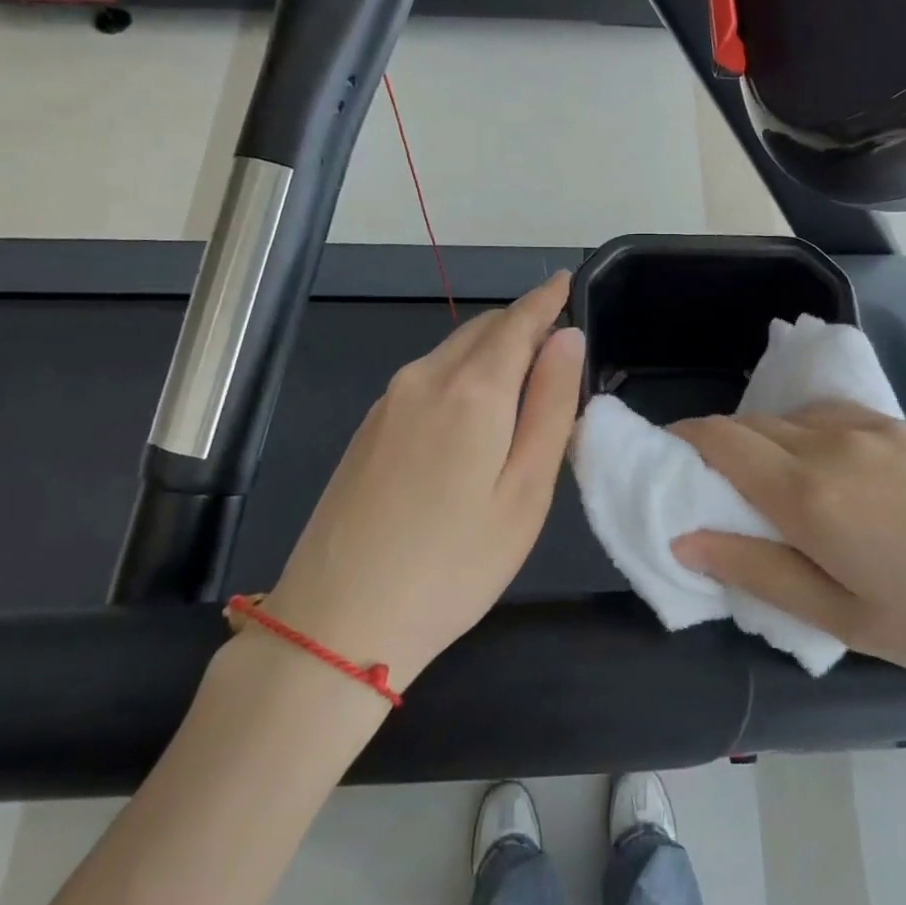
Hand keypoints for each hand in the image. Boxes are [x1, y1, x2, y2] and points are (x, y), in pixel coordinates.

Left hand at [263, 272, 583, 685]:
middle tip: (559, 356)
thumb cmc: (454, 564)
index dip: (547, 299)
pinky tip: (474, 423)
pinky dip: (462, 378)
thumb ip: (550, 405)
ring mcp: (388, 402)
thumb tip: (566, 338)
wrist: (338, 623)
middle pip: (483, 330)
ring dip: (492, 354)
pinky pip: (427, 380)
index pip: (518, 321)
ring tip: (525, 393)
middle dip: (523, 326)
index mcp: (472, 389)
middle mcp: (424, 379)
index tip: (567, 280)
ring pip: (452, 353)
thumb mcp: (526, 490)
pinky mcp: (368, 429)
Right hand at [670, 402, 905, 699]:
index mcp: (812, 493)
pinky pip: (835, 418)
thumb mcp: (844, 620)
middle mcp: (835, 443)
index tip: (665, 460)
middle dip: (721, 447)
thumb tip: (685, 540)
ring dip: (766, 442)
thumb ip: (758, 572)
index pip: (721, 440)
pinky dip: (807, 436)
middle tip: (717, 493)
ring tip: (774, 490)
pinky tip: (830, 477)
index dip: (683, 440)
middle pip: (752, 424)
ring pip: (793, 418)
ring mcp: (876, 427)